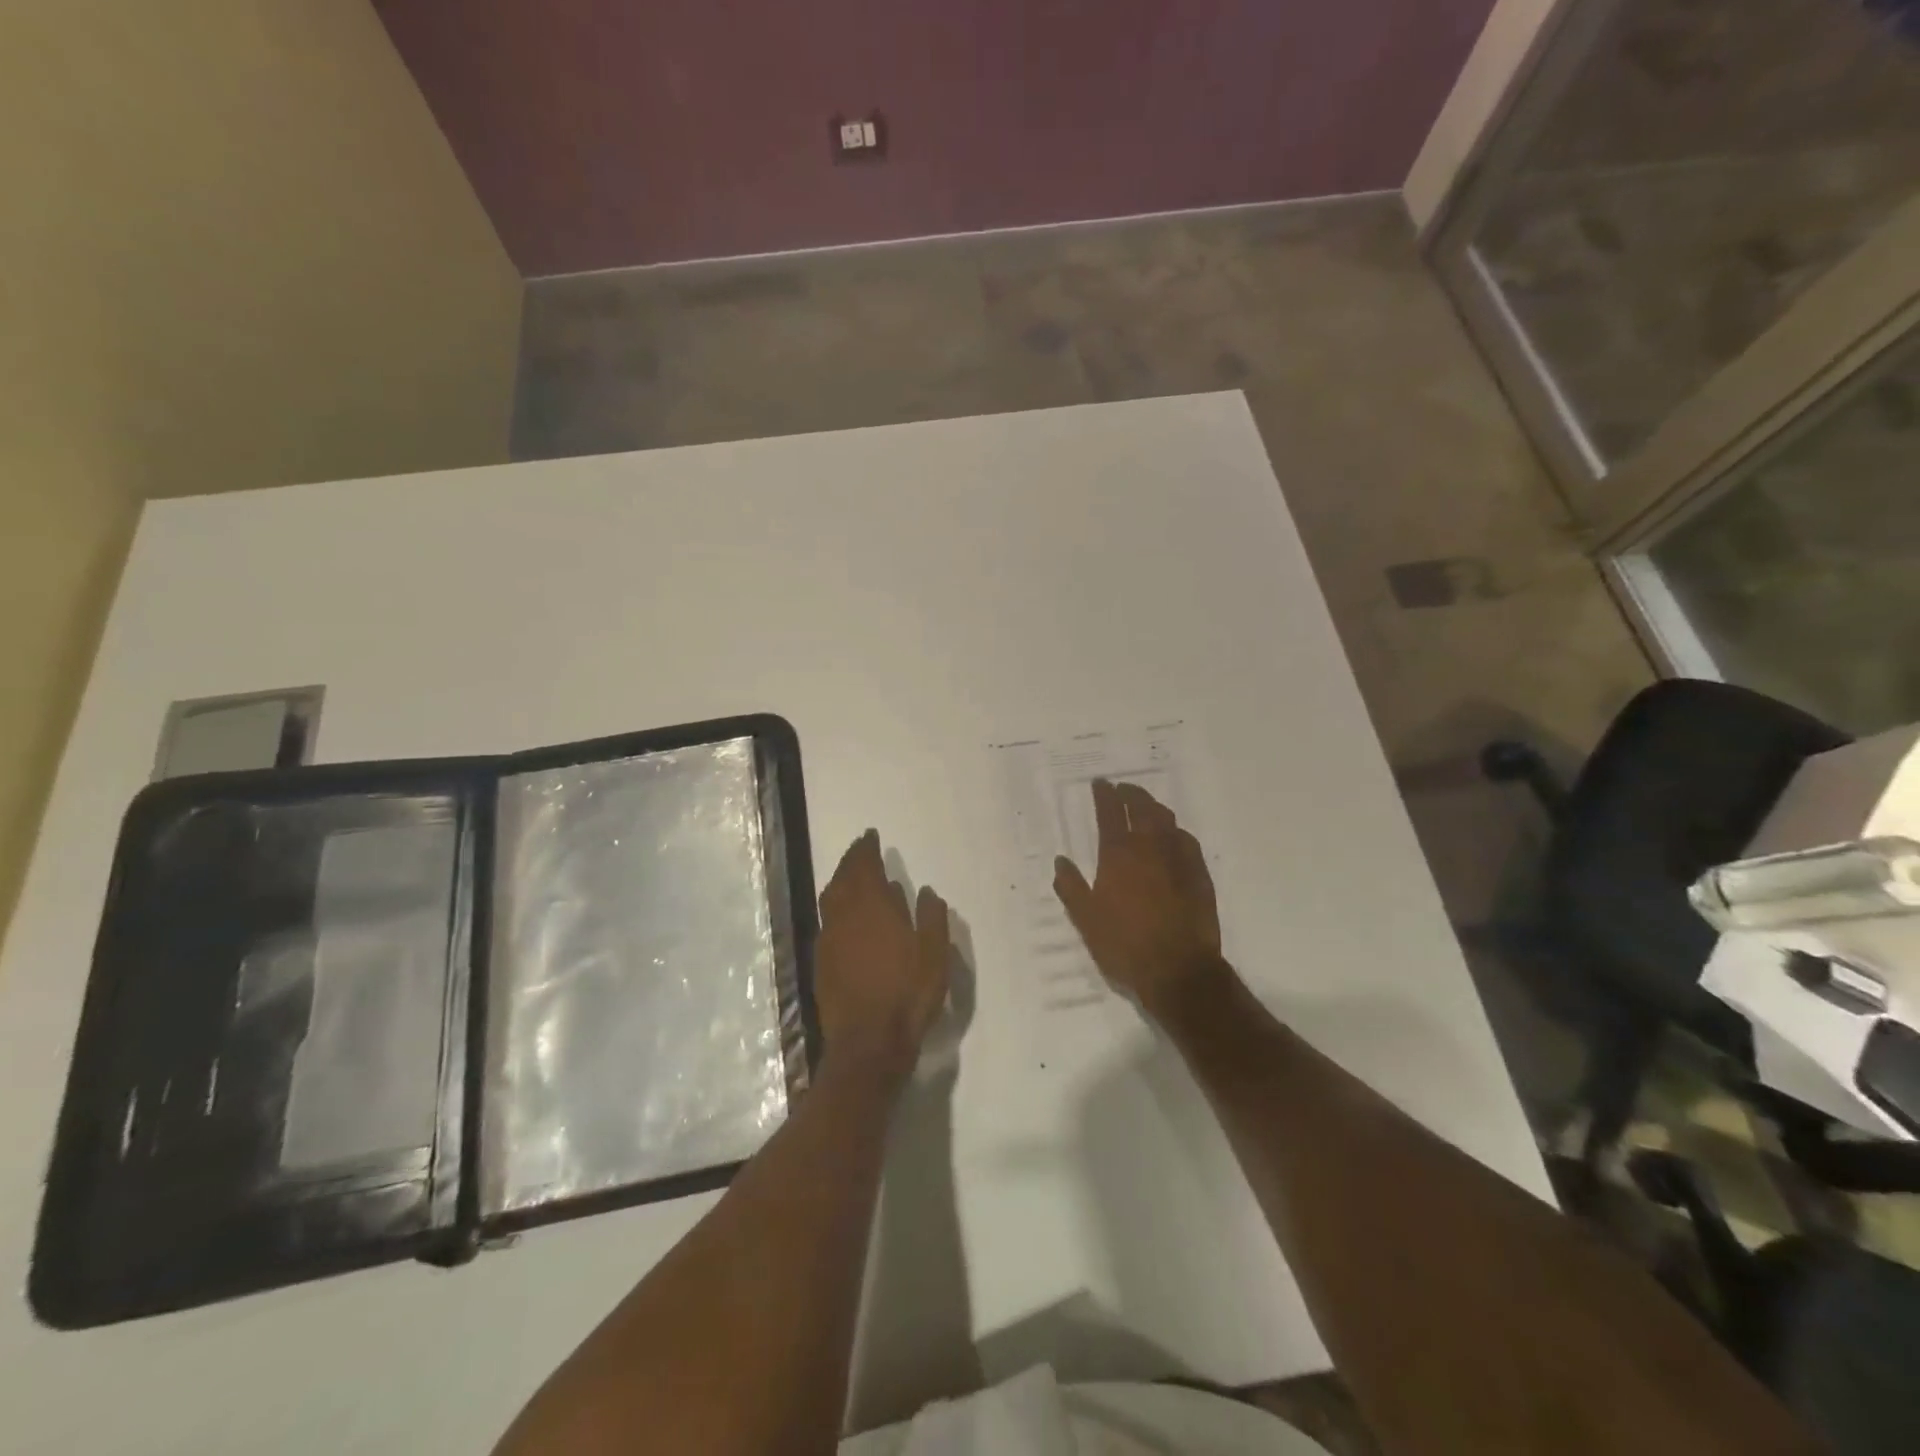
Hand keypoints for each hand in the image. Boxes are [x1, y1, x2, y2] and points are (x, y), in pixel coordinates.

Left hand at [816, 830, 952, 1083]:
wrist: (868, 1043)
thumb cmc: (907, 993)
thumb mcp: (933, 953)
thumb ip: (931, 917)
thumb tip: (925, 890)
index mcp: (872, 907)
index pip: (864, 866)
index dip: (866, 849)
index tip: (871, 836)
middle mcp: (844, 916)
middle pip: (843, 878)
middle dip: (851, 861)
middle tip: (861, 850)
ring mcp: (829, 940)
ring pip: (830, 899)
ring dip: (839, 881)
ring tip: (851, 877)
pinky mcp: (822, 963)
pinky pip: (827, 922)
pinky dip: (835, 908)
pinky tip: (846, 918)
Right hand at [1053, 780, 1222, 1017]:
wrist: (1179, 969)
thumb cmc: (1124, 945)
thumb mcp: (1086, 920)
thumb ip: (1071, 887)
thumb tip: (1060, 860)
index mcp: (1118, 855)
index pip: (1109, 812)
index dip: (1104, 794)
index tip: (1100, 783)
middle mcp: (1149, 847)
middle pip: (1141, 807)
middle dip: (1130, 793)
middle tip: (1122, 789)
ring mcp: (1178, 858)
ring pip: (1166, 819)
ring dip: (1153, 807)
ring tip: (1145, 806)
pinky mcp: (1199, 873)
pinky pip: (1186, 840)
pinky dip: (1175, 831)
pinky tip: (1173, 836)